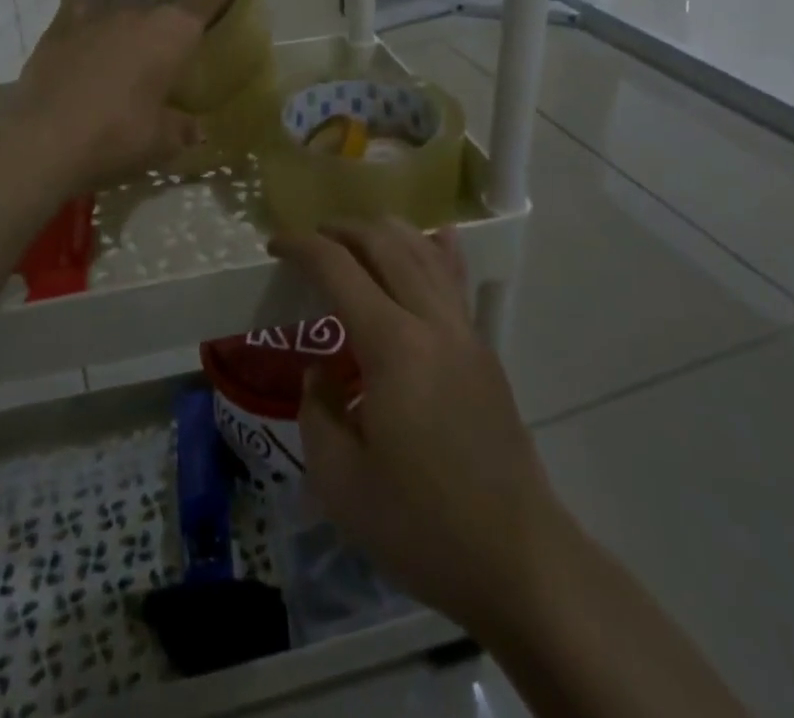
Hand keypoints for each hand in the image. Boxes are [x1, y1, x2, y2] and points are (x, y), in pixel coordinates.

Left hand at [8, 0, 227, 189]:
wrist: (42, 140)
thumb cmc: (116, 137)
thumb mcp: (162, 142)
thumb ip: (183, 128)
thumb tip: (195, 129)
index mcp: (172, 30)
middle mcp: (136, 10)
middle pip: (163, 4)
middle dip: (171, 21)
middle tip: (173, 47)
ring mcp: (94, 14)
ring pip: (123, 5)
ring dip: (131, 21)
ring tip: (131, 43)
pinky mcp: (58, 25)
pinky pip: (85, 10)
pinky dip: (93, 20)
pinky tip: (92, 34)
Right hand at [273, 220, 567, 642]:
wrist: (520, 562)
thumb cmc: (422, 526)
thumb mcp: (341, 482)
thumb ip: (316, 411)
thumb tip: (319, 372)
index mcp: (393, 346)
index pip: (339, 269)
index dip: (302, 247)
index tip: (274, 244)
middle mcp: (432, 322)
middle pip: (385, 244)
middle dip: (342, 231)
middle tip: (310, 239)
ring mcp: (465, 333)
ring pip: (425, 253)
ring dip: (386, 233)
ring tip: (355, 236)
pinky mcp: (484, 352)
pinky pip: (456, 282)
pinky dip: (439, 250)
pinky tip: (438, 236)